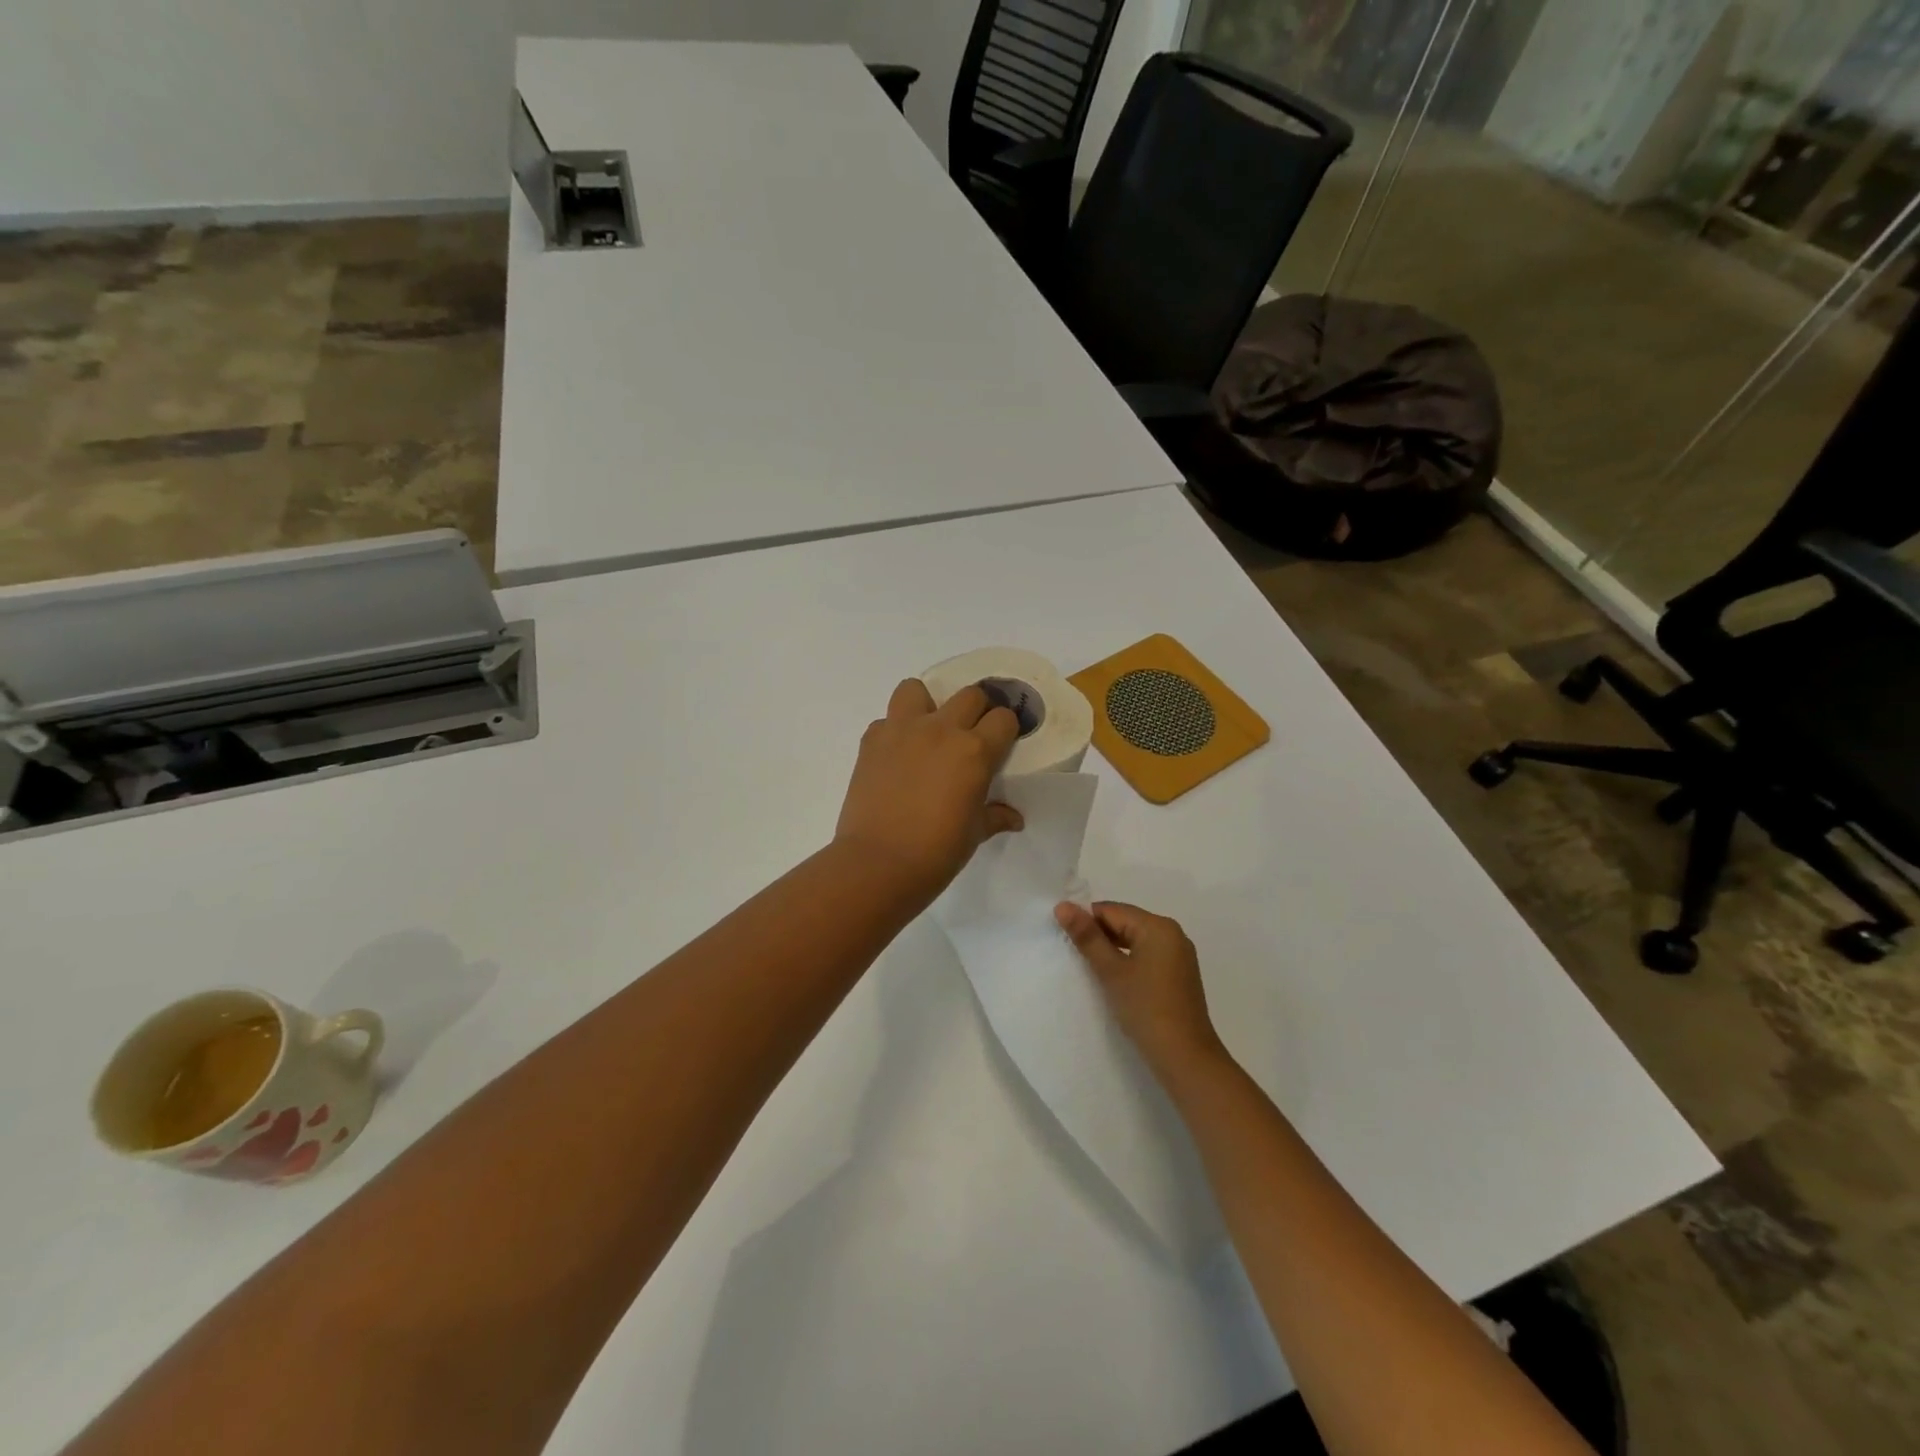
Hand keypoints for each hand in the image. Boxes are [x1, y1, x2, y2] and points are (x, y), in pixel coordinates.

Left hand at [834, 679, 1022, 906]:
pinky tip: (895, 757)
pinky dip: (893, 732)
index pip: (1003, 718)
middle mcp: (941, 730)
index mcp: (975, 751)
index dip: (1006, 730)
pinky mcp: (871, 740)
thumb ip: (994, 816)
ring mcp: (902, 731)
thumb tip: (1014, 818)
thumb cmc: (937, 852)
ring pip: (917, 689)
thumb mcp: (974, 834)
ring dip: (927, 704)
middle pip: (969, 695)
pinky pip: (886, 720)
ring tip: (926, 731)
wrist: (878, 863)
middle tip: (970, 736)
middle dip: (976, 711)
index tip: (1002, 743)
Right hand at [1055, 901, 1228, 1082]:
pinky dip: (1128, 961)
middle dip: (1099, 934)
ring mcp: (1179, 955)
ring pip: (1135, 940)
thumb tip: (1063, 906)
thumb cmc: (1146, 1009)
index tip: (1063, 937)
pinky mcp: (1179, 974)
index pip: (1112, 910)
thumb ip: (1087, 937)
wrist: (1186, 1059)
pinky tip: (1113, 978)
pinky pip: (1147, 955)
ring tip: (1088, 967)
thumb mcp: (1112, 971)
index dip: (1085, 920)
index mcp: (1158, 926)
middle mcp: (1173, 933)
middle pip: (1125, 922)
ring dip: (1112, 949)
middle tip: (1072, 954)